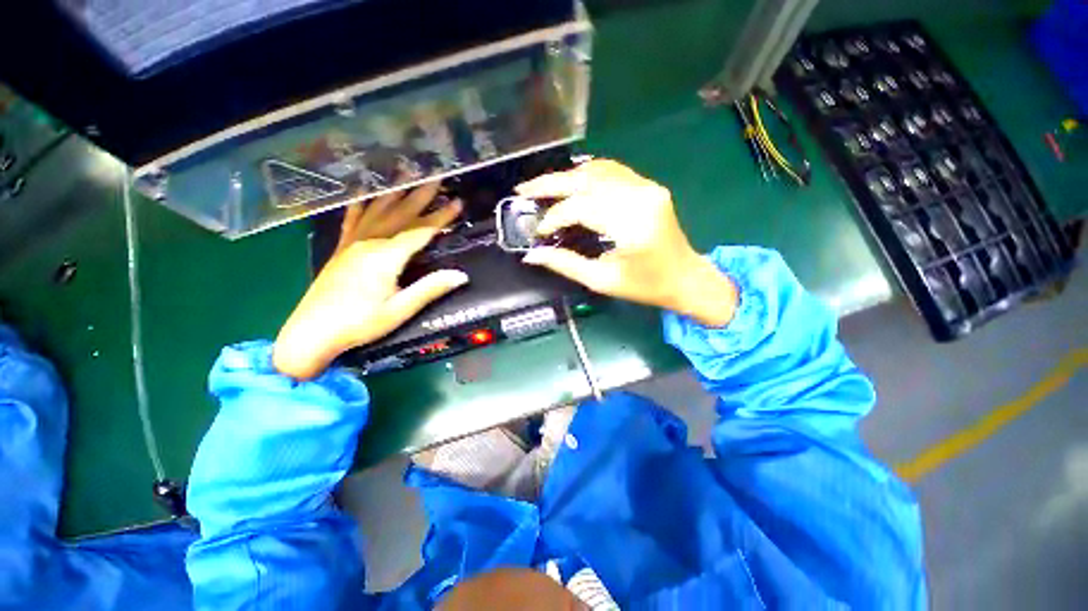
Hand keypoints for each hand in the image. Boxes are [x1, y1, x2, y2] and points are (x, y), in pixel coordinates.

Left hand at [273, 184, 465, 379]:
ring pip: (378, 211)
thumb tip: (461, 275)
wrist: (311, 332)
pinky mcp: (341, 249)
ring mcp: (352, 243)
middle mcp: (369, 243)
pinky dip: (361, 204)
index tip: (458, 202)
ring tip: (406, 173)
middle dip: (421, 195)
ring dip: (395, 192)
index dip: (441, 217)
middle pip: (400, 214)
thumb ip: (429, 289)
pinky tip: (364, 192)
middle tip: (437, 177)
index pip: (420, 231)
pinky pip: (353, 219)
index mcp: (385, 257)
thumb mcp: (399, 310)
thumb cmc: (359, 324)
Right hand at [517, 160, 736, 326]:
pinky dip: (586, 175)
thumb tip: (531, 255)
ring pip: (597, 170)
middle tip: (523, 189)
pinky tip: (570, 182)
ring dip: (566, 177)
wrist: (685, 277)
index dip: (554, 217)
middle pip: (587, 180)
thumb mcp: (602, 281)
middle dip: (551, 184)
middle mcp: (640, 196)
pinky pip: (611, 171)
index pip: (581, 208)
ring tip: (541, 187)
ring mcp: (647, 186)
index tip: (538, 232)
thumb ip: (565, 264)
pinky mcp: (648, 186)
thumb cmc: (645, 286)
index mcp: (632, 224)